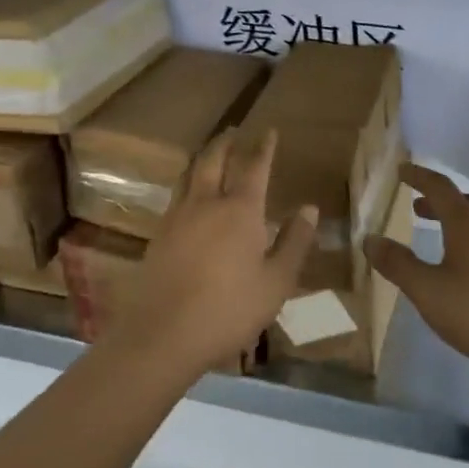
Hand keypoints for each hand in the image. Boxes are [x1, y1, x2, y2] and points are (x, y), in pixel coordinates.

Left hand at [116, 130, 317, 378]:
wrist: (163, 335)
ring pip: (190, 175)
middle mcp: (207, 203)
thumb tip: (310, 208)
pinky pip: (177, 196)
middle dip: (226, 143)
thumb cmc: (229, 310)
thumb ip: (294, 242)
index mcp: (240, 210)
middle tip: (235, 131)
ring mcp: (177, 218)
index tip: (270, 131)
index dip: (264, 148)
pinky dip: (188, 184)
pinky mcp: (159, 236)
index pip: (254, 167)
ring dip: (203, 158)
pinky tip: (190, 197)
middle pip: (214, 160)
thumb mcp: (276, 282)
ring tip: (210, 154)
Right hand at [365, 163, 468, 378]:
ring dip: (453, 220)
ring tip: (434, 235)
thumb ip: (397, 264)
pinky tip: (459, 267)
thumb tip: (370, 239)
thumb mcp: (427, 290)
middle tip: (415, 207)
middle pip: (462, 202)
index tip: (401, 170)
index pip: (439, 187)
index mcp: (467, 225)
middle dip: (436, 200)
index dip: (418, 176)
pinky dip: (466, 239)